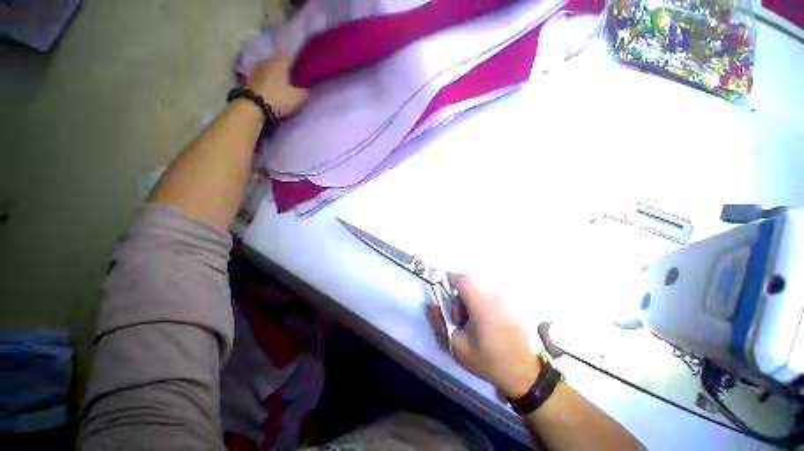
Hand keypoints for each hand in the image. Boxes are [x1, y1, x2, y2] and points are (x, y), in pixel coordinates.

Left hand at [246, 53, 308, 117]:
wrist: (253, 107)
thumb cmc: (278, 99)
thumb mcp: (298, 98)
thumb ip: (305, 91)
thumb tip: (307, 88)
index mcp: (280, 61)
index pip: (293, 55)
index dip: (301, 59)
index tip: (307, 66)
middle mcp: (268, 60)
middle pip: (281, 60)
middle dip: (289, 66)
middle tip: (298, 75)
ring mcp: (258, 68)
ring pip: (272, 67)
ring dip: (279, 72)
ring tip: (286, 81)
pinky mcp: (251, 78)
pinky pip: (265, 74)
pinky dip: (271, 78)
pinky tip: (276, 85)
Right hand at [427, 274, 539, 397]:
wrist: (524, 374)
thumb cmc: (488, 360)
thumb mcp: (458, 345)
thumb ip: (440, 322)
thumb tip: (431, 304)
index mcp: (481, 304)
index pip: (462, 279)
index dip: (449, 278)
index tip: (442, 288)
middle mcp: (494, 297)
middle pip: (468, 289)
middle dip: (459, 302)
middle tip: (460, 323)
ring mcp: (504, 302)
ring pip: (478, 295)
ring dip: (470, 306)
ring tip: (473, 329)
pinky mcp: (509, 307)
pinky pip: (488, 300)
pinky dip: (480, 308)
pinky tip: (486, 328)